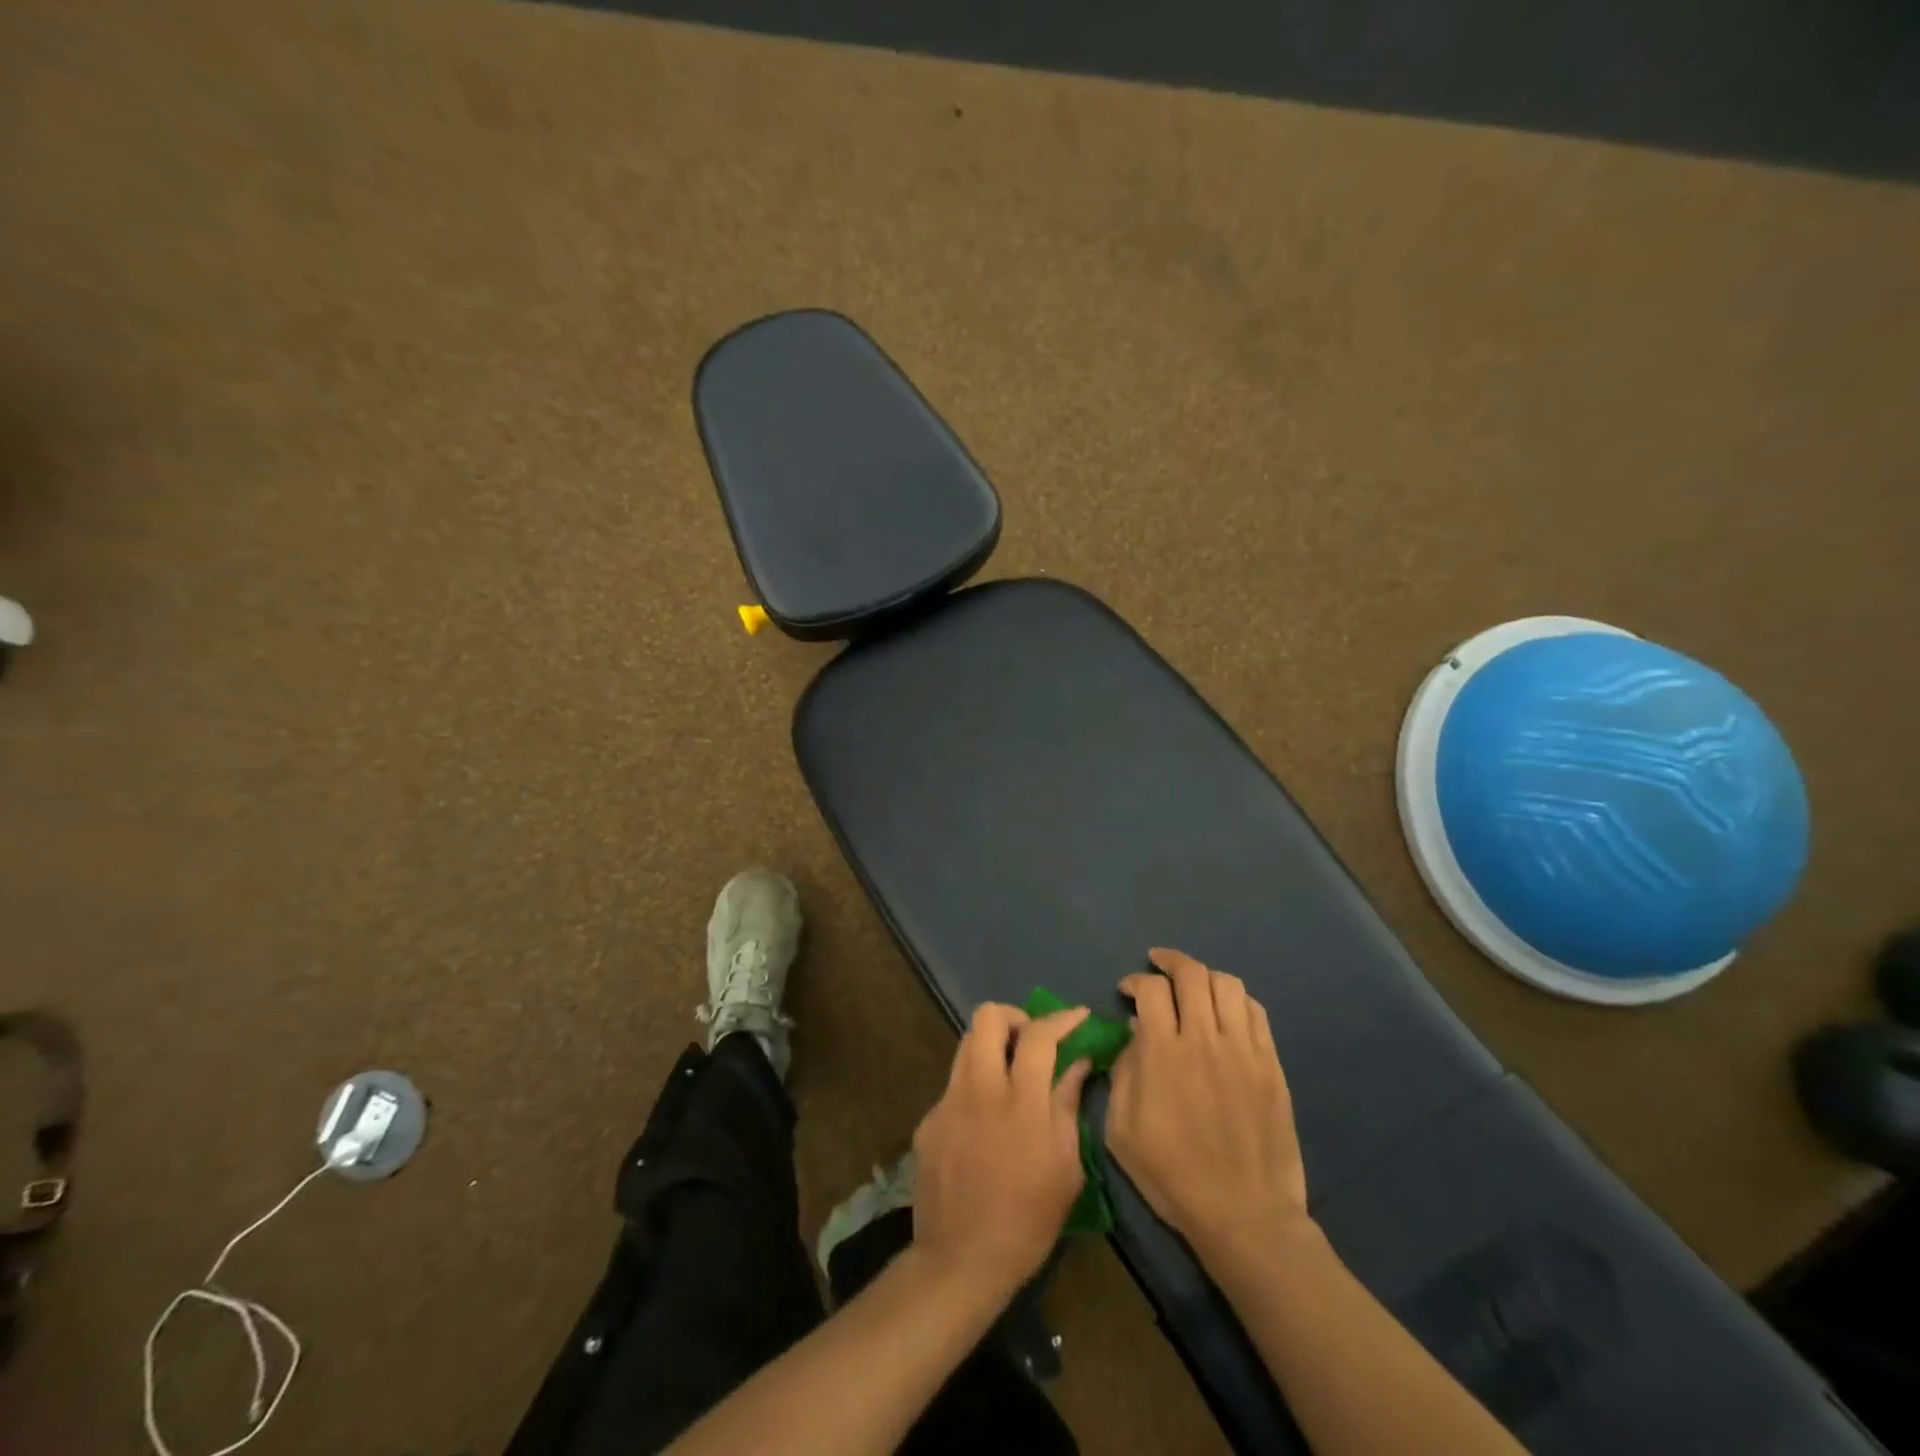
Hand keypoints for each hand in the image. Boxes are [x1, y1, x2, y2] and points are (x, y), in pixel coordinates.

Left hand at [910, 1003, 1093, 1298]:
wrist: (960, 1260)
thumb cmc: (1027, 1221)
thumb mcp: (1066, 1168)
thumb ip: (1068, 1105)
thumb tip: (1078, 1063)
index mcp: (1021, 1103)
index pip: (1038, 1035)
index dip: (1061, 1018)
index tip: (1077, 1016)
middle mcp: (980, 1089)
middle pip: (987, 1017)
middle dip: (1014, 1017)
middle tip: (1031, 1040)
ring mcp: (948, 1101)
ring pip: (966, 1043)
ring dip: (992, 1046)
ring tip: (1010, 1073)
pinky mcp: (929, 1119)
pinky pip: (955, 1083)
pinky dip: (976, 1086)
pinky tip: (985, 1122)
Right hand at [1106, 948, 1309, 1257]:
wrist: (1245, 1216)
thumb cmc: (1173, 1176)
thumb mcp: (1122, 1131)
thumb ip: (1122, 1073)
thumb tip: (1135, 1035)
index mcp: (1164, 1054)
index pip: (1151, 990)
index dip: (1135, 981)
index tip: (1127, 991)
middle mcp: (1206, 1039)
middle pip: (1192, 974)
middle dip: (1170, 960)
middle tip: (1157, 964)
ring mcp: (1244, 1050)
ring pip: (1228, 984)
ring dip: (1204, 976)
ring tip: (1192, 985)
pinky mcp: (1271, 1065)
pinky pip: (1256, 1012)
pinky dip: (1236, 1000)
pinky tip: (1225, 1011)